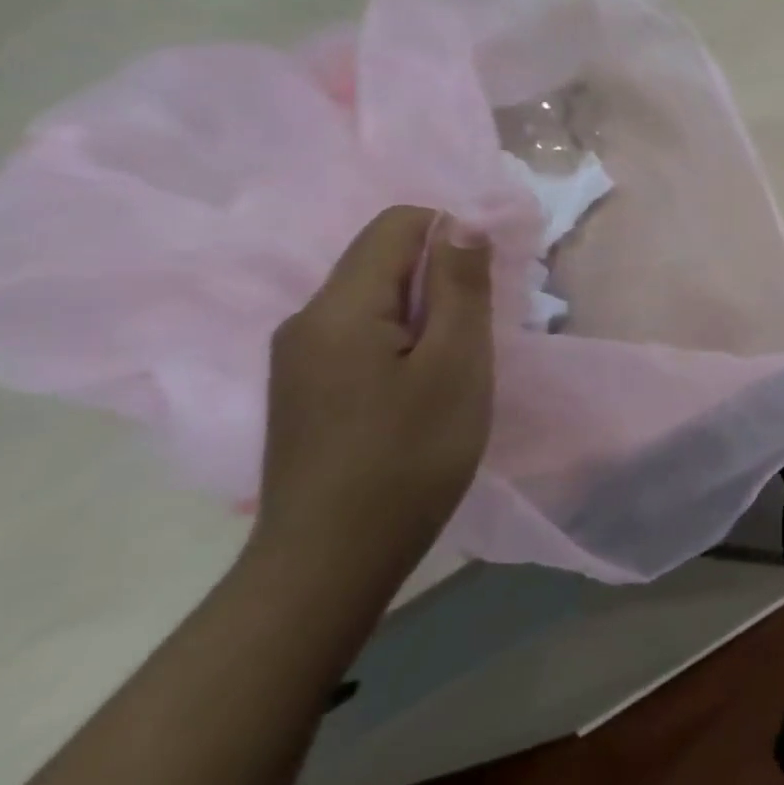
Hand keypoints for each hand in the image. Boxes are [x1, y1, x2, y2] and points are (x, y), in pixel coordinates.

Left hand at [254, 206, 494, 587]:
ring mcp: (298, 359)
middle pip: (382, 261)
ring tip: (456, 367)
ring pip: (374, 301)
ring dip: (426, 314)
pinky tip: (421, 391)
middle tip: (479, 334)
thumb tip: (462, 222)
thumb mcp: (456, 365)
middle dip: (441, 280)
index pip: (397, 225)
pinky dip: (403, 343)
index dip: (452, 236)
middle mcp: (306, 321)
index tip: (485, 288)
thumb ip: (460, 286)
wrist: (332, 562)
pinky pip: (361, 336)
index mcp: (340, 307)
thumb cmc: (410, 457)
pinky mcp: (305, 391)